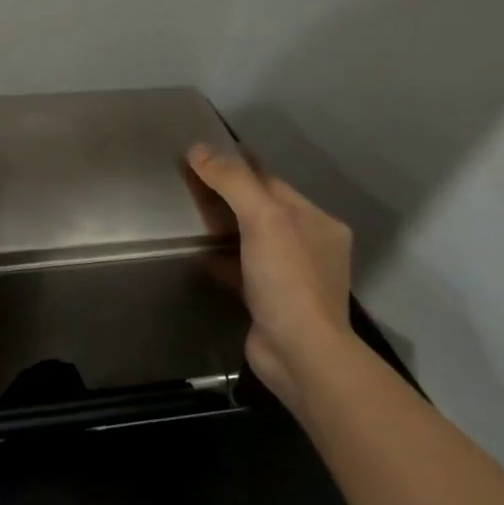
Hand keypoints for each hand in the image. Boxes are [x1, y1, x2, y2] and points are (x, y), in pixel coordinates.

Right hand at [187, 143, 355, 414]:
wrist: (299, 354)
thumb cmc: (288, 280)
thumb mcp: (263, 220)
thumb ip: (233, 182)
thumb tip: (198, 150)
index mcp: (316, 221)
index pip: (271, 182)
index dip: (238, 167)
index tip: (201, 155)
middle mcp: (308, 245)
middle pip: (260, 210)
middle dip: (227, 197)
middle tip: (187, 184)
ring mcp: (290, 276)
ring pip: (250, 241)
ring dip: (222, 229)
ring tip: (187, 216)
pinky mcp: (269, 301)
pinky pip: (241, 270)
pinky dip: (220, 261)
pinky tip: (195, 256)